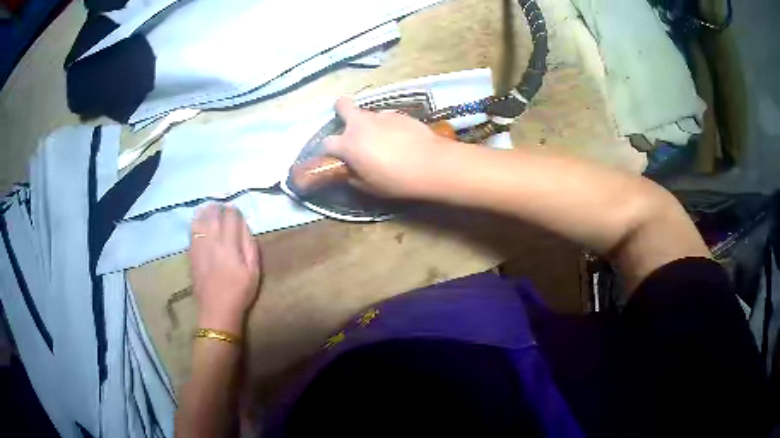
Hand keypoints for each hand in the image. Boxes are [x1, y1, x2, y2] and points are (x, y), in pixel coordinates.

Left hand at [189, 204, 260, 333]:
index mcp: (229, 245)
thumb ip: (250, 246)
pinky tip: (199, 221)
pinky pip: (192, 231)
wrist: (217, 310)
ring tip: (209, 208)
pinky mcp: (191, 254)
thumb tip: (244, 226)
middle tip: (223, 207)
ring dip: (205, 211)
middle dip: (219, 208)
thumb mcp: (254, 271)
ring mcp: (199, 247)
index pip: (231, 217)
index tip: (236, 211)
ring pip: (200, 220)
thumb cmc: (240, 292)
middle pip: (214, 215)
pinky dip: (196, 222)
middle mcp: (212, 241)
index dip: (234, 211)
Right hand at [323, 97, 457, 197]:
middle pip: (342, 105)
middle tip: (350, 126)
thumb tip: (350, 170)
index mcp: (348, 144)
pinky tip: (401, 139)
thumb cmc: (396, 180)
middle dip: (341, 110)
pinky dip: (388, 126)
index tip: (335, 156)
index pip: (326, 142)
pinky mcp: (400, 114)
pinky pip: (387, 118)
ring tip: (383, 140)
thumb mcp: (369, 186)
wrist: (431, 164)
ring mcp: (381, 116)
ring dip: (369, 124)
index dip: (328, 149)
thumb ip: (354, 176)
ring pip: (368, 113)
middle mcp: (361, 124)